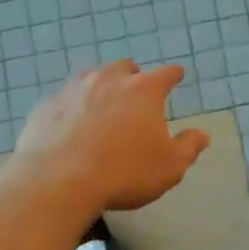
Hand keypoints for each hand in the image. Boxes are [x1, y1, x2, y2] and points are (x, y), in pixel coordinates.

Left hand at [14, 61, 209, 211]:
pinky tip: (69, 123)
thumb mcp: (170, 167)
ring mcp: (73, 90)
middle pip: (125, 68)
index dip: (173, 75)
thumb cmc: (125, 172)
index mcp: (143, 91)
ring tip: (102, 102)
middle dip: (133, 76)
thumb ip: (189, 148)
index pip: (166, 74)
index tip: (177, 75)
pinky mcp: (46, 106)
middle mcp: (109, 80)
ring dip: (100, 85)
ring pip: (91, 76)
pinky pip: (63, 99)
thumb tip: (202, 134)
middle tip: (136, 91)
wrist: (58, 182)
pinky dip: (71, 106)